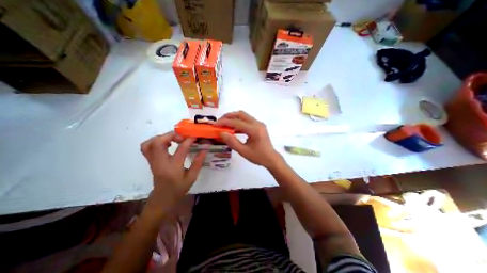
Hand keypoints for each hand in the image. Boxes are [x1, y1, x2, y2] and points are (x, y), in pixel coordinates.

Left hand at [140, 132, 206, 208]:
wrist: (163, 199)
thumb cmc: (179, 189)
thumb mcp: (192, 177)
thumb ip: (198, 162)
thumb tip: (205, 148)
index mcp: (173, 167)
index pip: (181, 149)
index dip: (189, 141)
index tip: (195, 137)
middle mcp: (160, 162)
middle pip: (158, 142)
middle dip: (171, 135)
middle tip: (182, 137)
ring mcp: (153, 161)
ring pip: (149, 143)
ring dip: (162, 137)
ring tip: (173, 139)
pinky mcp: (150, 161)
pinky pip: (146, 147)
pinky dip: (155, 141)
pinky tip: (166, 144)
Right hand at [216, 111, 284, 167]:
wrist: (271, 158)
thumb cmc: (258, 157)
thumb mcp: (244, 151)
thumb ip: (232, 142)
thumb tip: (222, 133)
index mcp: (254, 130)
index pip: (237, 122)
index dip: (224, 122)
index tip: (215, 124)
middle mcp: (257, 123)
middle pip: (241, 114)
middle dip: (228, 116)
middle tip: (219, 122)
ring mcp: (259, 124)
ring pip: (244, 116)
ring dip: (233, 118)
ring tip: (224, 124)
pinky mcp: (259, 126)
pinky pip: (247, 120)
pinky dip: (239, 122)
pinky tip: (233, 129)